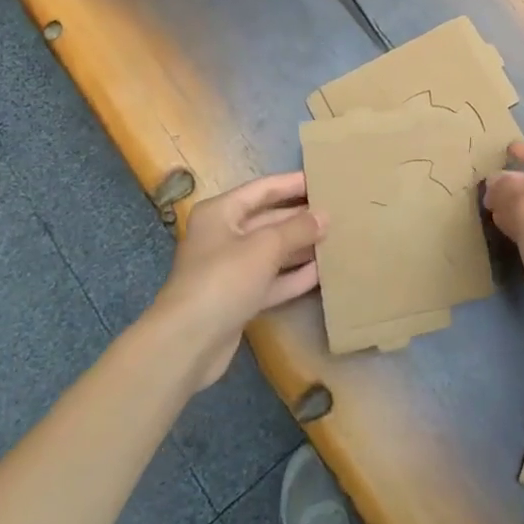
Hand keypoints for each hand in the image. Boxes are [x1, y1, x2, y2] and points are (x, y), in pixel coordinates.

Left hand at [154, 172, 325, 389]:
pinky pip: (270, 281)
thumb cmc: (224, 278)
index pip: (262, 189)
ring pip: (271, 252)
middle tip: (336, 212)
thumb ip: (297, 228)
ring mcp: (230, 270)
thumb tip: (324, 216)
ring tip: (336, 240)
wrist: (187, 343)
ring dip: (300, 247)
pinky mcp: (237, 300)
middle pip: (267, 220)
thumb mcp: (265, 246)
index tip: (322, 180)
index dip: (292, 183)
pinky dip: (293, 276)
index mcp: (221, 212)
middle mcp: (223, 236)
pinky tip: (322, 272)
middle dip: (300, 218)